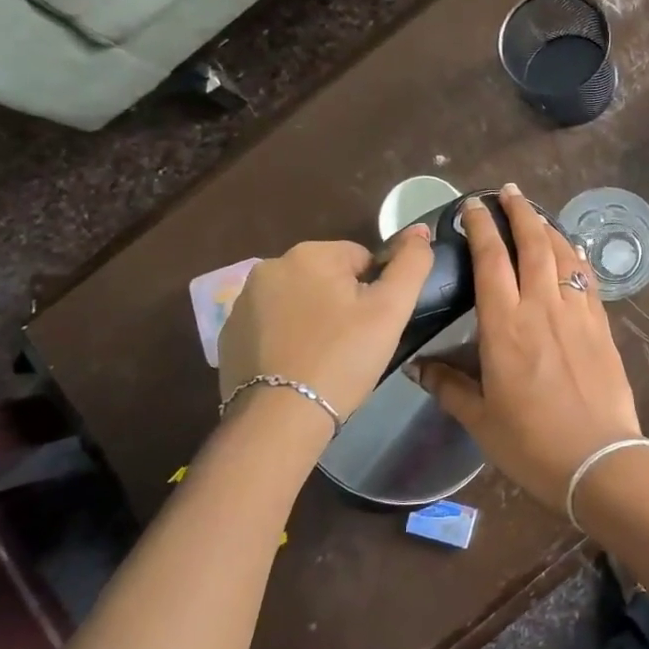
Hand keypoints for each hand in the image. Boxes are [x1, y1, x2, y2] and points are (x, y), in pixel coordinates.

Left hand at [218, 229, 433, 433]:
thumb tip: (419, 229)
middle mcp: (270, 267)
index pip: (361, 259)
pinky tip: (296, 367)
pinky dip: (286, 338)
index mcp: (310, 254)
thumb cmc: (343, 357)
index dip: (375, 292)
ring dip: (313, 318)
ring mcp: (243, 301)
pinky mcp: (228, 334)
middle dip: (341, 302)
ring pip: (298, 300)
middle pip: (327, 277)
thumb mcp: (391, 309)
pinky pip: (271, 325)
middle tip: (353, 343)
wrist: (280, 418)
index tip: (373, 326)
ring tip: (324, 358)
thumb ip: (412, 263)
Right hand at [411, 186, 642, 512]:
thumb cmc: (531, 443)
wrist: (599, 459)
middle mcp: (542, 307)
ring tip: (536, 213)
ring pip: (563, 255)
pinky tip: (572, 251)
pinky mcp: (602, 326)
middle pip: (532, 244)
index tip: (472, 206)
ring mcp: (577, 313)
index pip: (490, 261)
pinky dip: (576, 257)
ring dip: (549, 227)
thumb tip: (419, 367)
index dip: (480, 227)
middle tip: (508, 192)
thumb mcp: (481, 419)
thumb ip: (449, 386)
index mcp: (505, 326)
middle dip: (519, 212)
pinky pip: (587, 279)